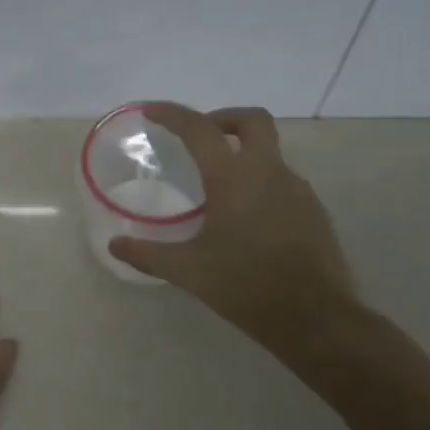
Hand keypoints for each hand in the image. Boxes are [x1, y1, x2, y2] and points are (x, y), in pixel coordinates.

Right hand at [108, 104, 358, 358]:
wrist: (315, 319)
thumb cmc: (245, 286)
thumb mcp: (187, 271)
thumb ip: (147, 254)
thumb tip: (114, 245)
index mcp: (233, 178)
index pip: (199, 129)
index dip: (173, 114)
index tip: (152, 111)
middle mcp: (269, 172)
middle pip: (252, 120)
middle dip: (223, 118)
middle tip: (200, 137)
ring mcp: (297, 190)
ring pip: (270, 152)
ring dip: (242, 153)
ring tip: (217, 186)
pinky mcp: (314, 211)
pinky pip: (282, 181)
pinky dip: (260, 182)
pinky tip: (245, 217)